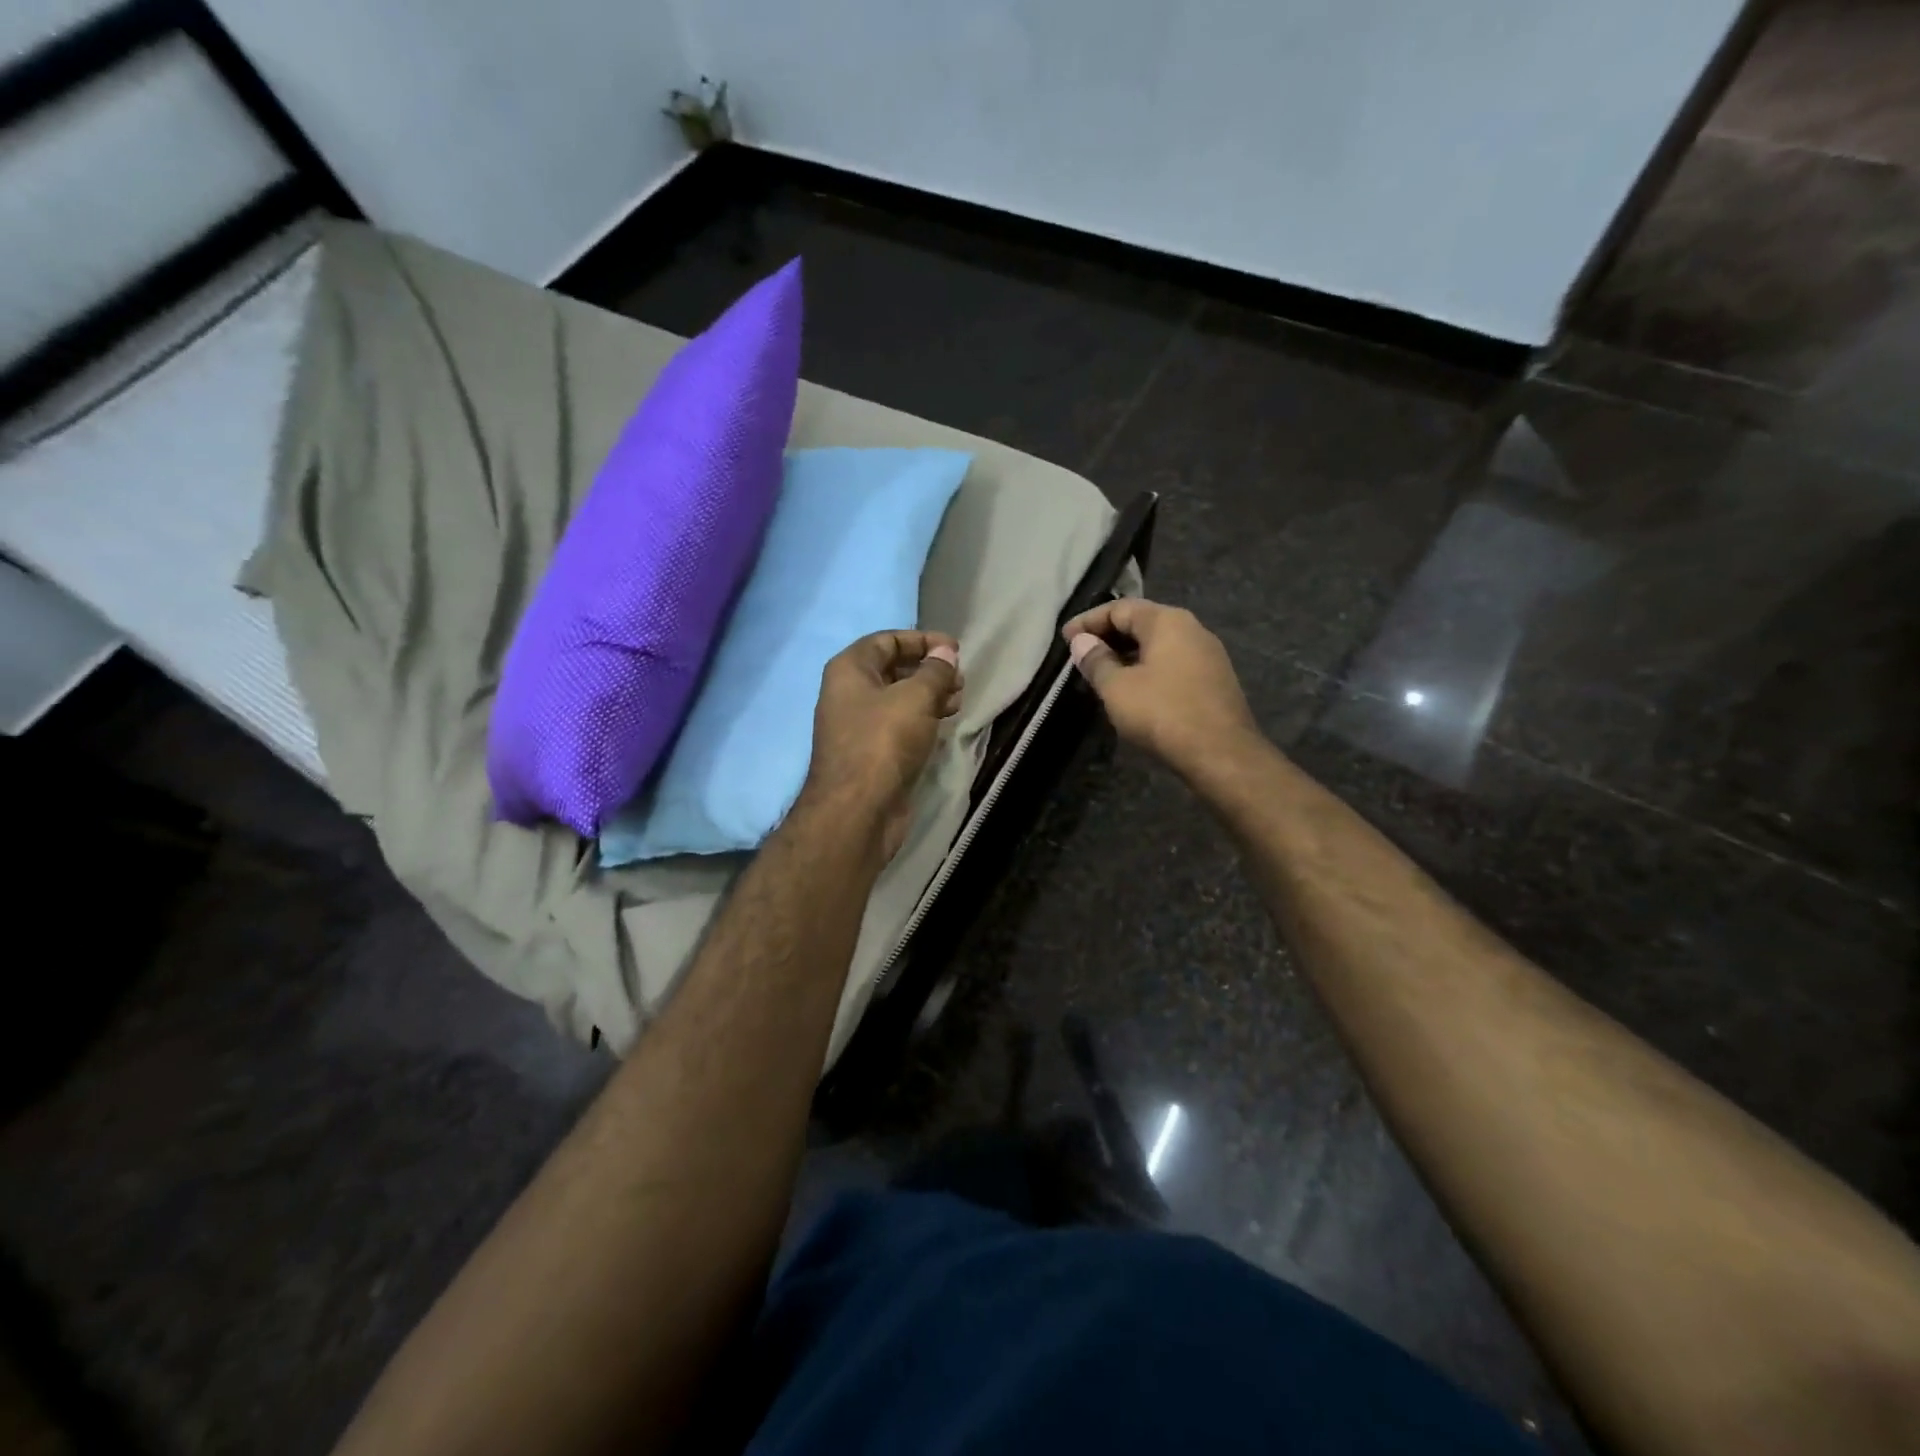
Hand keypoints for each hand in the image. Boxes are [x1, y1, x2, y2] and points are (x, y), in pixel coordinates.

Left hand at [797, 630, 962, 860]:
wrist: (858, 810)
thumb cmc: (884, 742)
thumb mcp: (916, 697)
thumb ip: (935, 671)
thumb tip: (945, 652)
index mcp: (849, 669)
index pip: (887, 640)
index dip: (922, 640)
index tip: (955, 649)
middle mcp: (848, 693)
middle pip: (893, 669)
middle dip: (929, 670)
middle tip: (960, 680)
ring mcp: (858, 726)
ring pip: (898, 699)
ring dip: (929, 696)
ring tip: (958, 701)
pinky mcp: (871, 753)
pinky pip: (898, 725)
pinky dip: (921, 719)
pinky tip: (944, 723)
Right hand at [1062, 599, 1259, 778]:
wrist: (1222, 754)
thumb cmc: (1163, 713)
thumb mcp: (1117, 688)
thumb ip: (1096, 661)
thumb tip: (1081, 642)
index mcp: (1167, 621)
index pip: (1120, 608)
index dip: (1088, 621)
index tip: (1065, 638)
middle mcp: (1192, 629)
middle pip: (1142, 622)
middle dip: (1108, 636)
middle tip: (1080, 654)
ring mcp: (1207, 655)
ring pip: (1158, 645)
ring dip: (1127, 655)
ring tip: (1101, 673)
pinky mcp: (1213, 681)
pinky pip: (1172, 664)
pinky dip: (1147, 669)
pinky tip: (1132, 690)